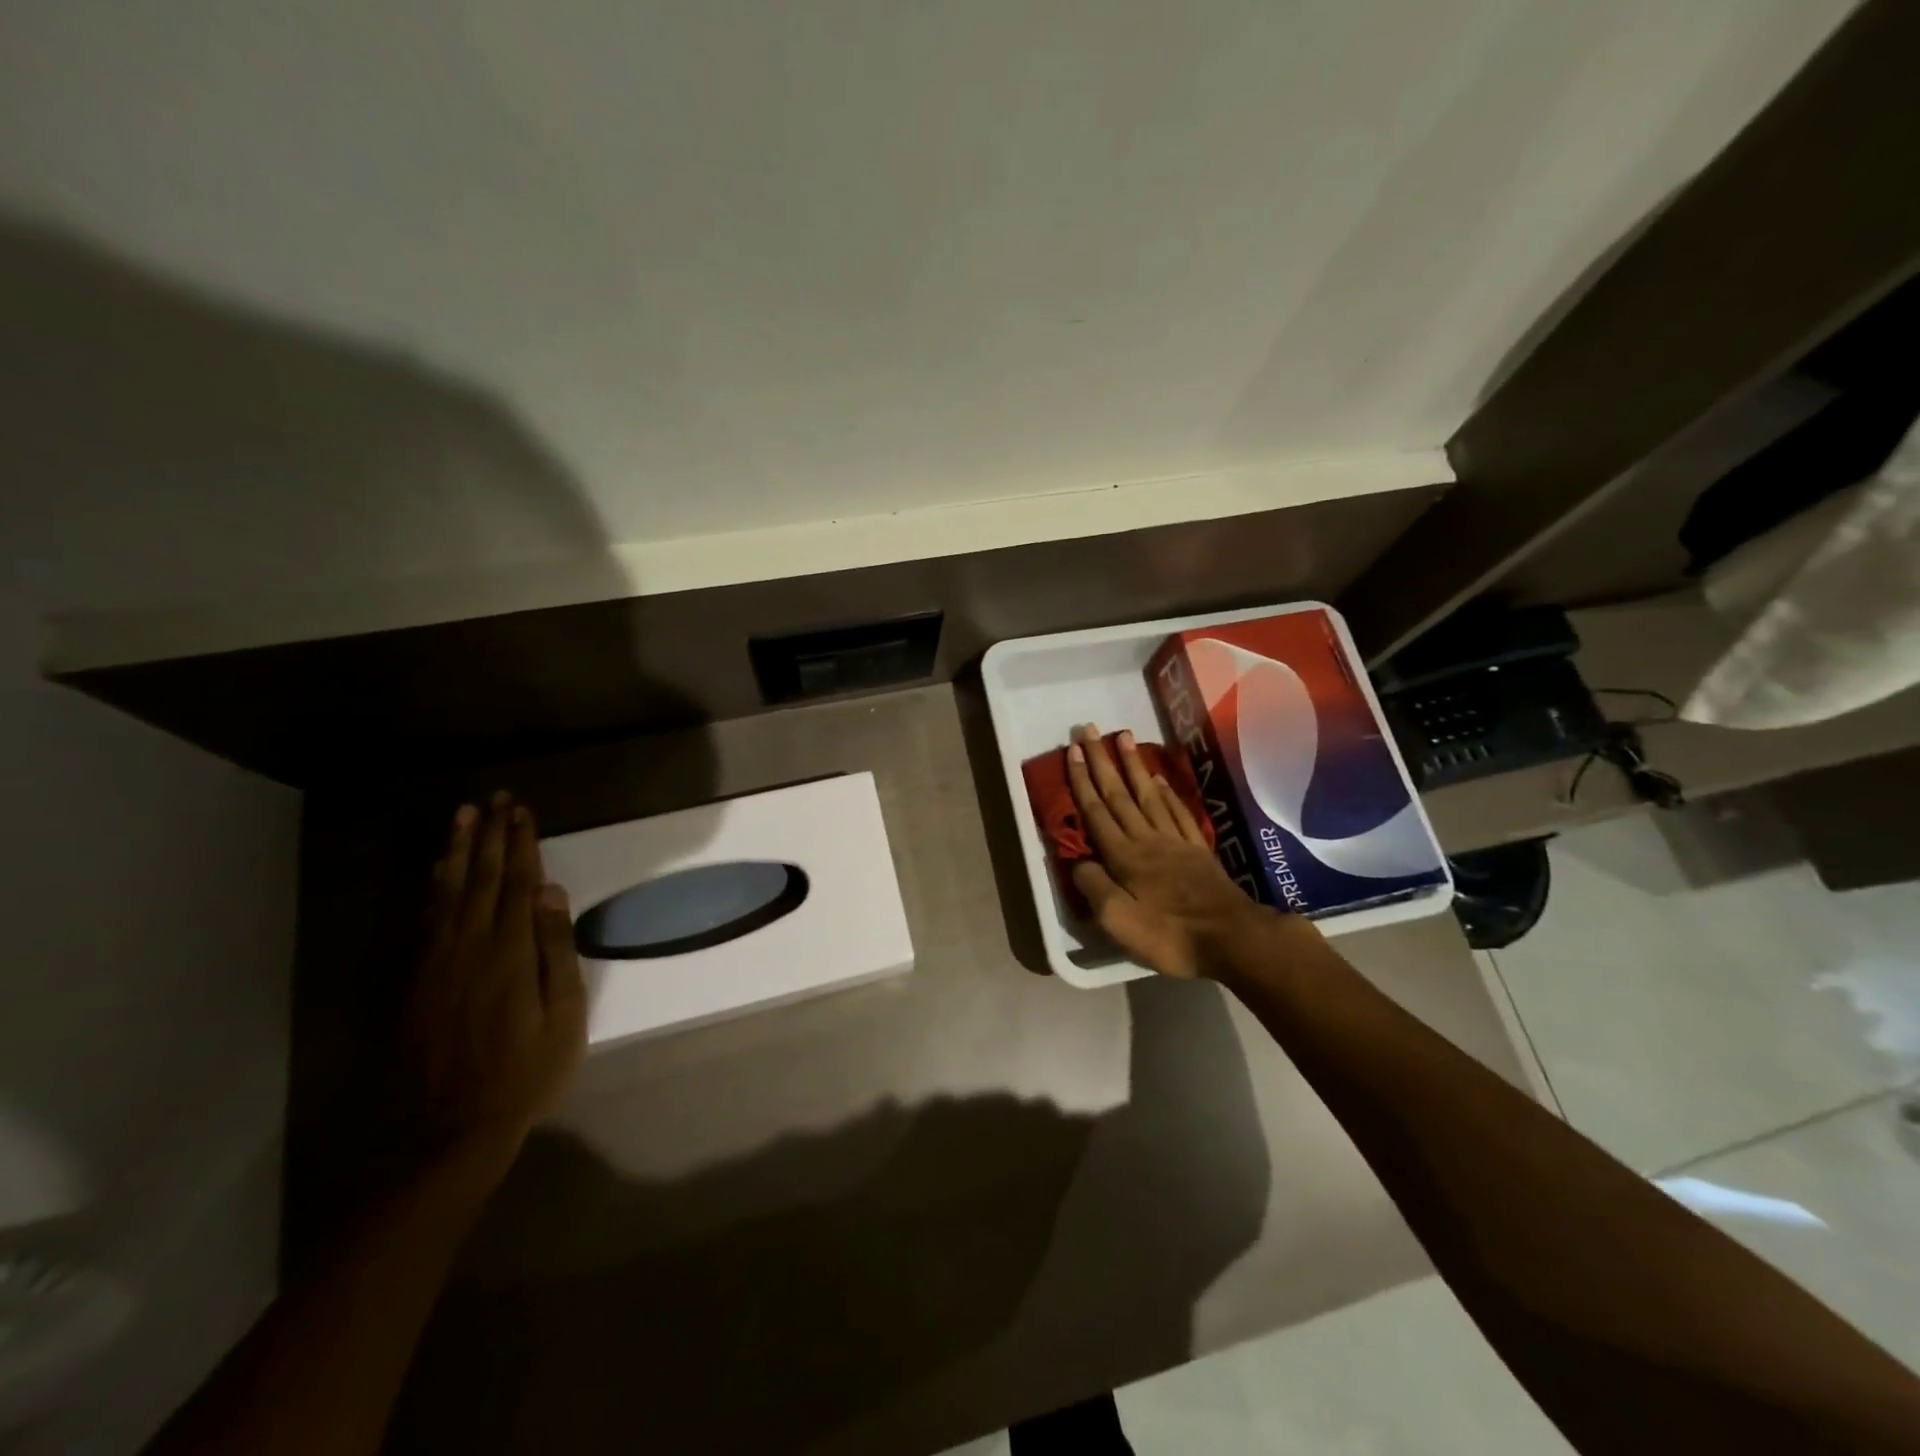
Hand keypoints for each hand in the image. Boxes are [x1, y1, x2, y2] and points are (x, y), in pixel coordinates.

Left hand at [409, 793, 586, 1169]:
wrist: (453, 1127)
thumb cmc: (527, 1070)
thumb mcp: (562, 1013)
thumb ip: (554, 948)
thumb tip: (548, 892)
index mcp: (508, 951)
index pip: (516, 883)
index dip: (520, 843)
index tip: (522, 810)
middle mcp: (468, 945)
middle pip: (480, 878)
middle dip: (490, 835)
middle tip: (495, 798)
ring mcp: (436, 962)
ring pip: (447, 893)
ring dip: (456, 851)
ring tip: (462, 816)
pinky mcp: (417, 980)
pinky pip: (426, 920)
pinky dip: (433, 888)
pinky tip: (438, 871)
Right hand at [1064, 723, 1276, 978]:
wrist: (1232, 939)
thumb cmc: (1170, 935)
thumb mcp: (1119, 921)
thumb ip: (1094, 888)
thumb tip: (1077, 862)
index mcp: (1124, 856)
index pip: (1097, 811)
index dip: (1082, 780)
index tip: (1074, 749)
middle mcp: (1147, 839)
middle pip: (1120, 794)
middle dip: (1103, 761)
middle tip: (1091, 729)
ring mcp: (1175, 842)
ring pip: (1149, 795)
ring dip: (1133, 765)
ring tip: (1124, 736)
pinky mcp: (1197, 850)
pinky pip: (1177, 812)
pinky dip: (1166, 793)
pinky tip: (1160, 780)